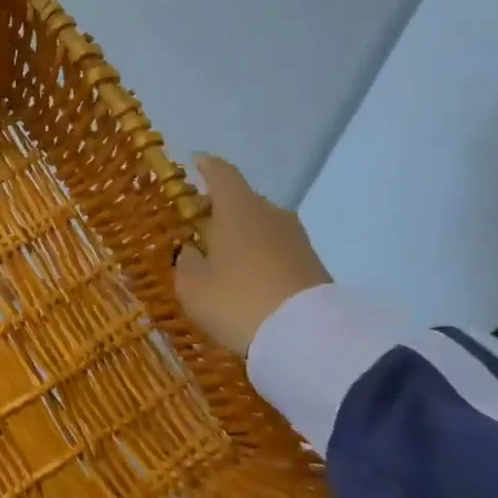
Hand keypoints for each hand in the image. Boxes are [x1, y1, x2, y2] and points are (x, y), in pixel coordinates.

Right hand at [173, 154, 332, 354]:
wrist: (305, 335)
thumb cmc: (236, 301)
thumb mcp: (193, 286)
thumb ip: (186, 262)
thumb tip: (190, 249)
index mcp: (238, 208)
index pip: (221, 173)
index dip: (207, 166)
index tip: (196, 162)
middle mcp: (270, 213)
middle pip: (243, 200)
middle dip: (220, 208)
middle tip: (199, 225)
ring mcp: (295, 237)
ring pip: (261, 225)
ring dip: (241, 234)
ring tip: (222, 256)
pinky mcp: (311, 262)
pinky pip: (276, 248)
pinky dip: (259, 254)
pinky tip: (247, 276)